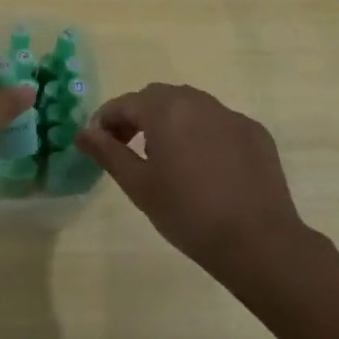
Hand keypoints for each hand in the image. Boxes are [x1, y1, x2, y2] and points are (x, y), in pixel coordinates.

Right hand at [76, 83, 306, 270]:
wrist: (256, 240)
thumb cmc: (187, 212)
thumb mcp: (138, 184)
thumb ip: (107, 152)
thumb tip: (82, 132)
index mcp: (166, 110)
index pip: (125, 103)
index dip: (105, 120)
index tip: (97, 144)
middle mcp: (199, 102)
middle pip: (158, 98)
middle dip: (137, 116)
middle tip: (127, 148)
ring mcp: (232, 116)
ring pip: (191, 107)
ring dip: (171, 121)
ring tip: (165, 156)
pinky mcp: (255, 134)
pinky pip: (219, 123)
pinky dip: (203, 134)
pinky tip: (204, 167)